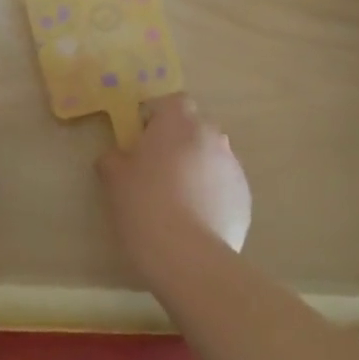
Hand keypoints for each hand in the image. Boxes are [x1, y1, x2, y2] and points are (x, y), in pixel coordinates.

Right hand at [96, 94, 249, 285]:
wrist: (188, 257)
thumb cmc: (145, 205)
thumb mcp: (113, 178)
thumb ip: (113, 158)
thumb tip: (117, 157)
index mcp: (178, 121)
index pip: (172, 102)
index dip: (157, 118)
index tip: (143, 141)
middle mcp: (212, 135)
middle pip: (194, 128)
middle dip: (178, 143)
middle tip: (157, 171)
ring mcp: (233, 167)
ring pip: (211, 157)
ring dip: (196, 168)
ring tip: (177, 201)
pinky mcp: (245, 198)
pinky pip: (223, 186)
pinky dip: (211, 195)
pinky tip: (195, 221)